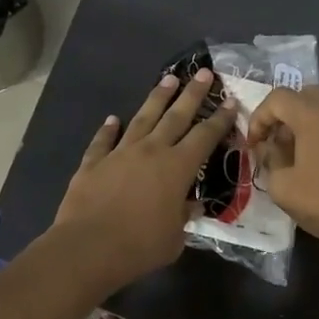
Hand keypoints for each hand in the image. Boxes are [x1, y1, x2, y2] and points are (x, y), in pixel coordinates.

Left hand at [53, 71, 235, 289]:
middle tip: (203, 72)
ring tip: (168, 79)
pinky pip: (103, 141)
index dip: (220, 119)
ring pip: (142, 118)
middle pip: (176, 116)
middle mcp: (151, 151)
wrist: (89, 247)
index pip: (205, 137)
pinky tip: (113, 119)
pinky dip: (108, 129)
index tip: (230, 101)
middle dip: (192, 94)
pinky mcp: (93, 163)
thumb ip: (184, 216)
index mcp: (177, 168)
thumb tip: (190, 205)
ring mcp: (120, 153)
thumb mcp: (175, 237)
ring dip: (157, 98)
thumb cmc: (140, 246)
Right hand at [247, 86, 318, 259]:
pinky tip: (315, 161)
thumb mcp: (283, 187)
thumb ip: (270, 160)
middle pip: (302, 95)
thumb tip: (270, 148)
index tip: (253, 145)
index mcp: (312, 115)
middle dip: (282, 115)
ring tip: (292, 153)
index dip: (259, 117)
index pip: (277, 98)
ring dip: (302, 123)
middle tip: (273, 142)